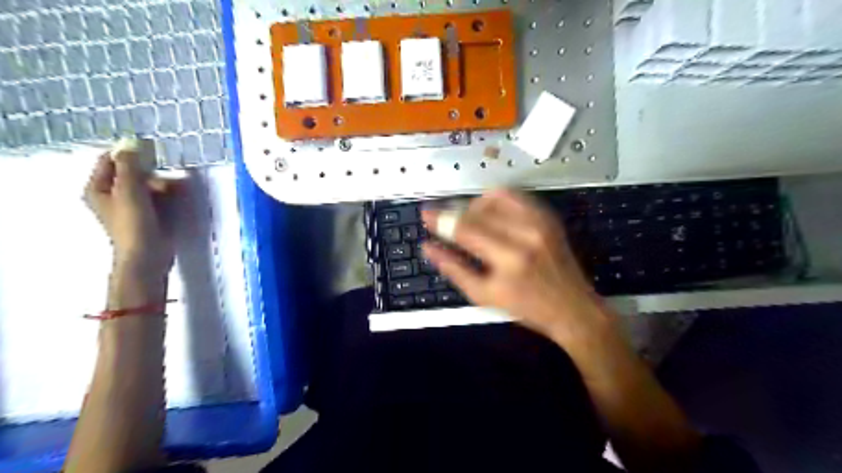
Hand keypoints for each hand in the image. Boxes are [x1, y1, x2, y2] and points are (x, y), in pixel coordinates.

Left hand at [82, 149, 175, 277]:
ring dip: (163, 185)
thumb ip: (130, 166)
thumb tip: (131, 142)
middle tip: (164, 181)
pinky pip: (158, 197)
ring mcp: (132, 206)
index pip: (111, 160)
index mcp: (98, 188)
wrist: (147, 255)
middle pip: (132, 173)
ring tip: (176, 191)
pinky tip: (178, 198)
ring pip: (149, 185)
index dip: (130, 155)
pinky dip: (167, 195)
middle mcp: (112, 195)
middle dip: (152, 173)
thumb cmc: (133, 223)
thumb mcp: (129, 190)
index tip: (152, 155)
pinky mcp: (149, 215)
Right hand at [421, 189, 612, 342]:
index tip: (425, 214)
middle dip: (455, 212)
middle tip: (444, 221)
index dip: (441, 220)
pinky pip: (516, 196)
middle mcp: (526, 233)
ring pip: (496, 196)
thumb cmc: (527, 308)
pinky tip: (490, 213)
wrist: (573, 307)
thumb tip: (428, 248)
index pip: (465, 228)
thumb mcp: (484, 296)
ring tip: (468, 218)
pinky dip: (497, 199)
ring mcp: (540, 221)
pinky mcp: (548, 216)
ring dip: (475, 204)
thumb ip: (454, 269)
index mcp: (509, 258)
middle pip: (478, 210)